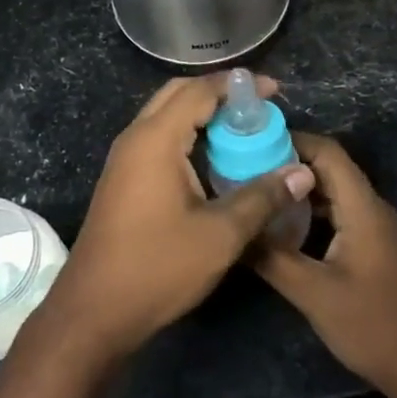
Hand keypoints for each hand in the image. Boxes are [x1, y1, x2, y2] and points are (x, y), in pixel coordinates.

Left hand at [37, 74, 314, 366]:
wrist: (94, 311)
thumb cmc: (158, 268)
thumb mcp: (219, 235)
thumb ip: (262, 198)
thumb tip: (302, 172)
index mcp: (155, 139)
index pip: (199, 91)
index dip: (237, 86)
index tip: (273, 91)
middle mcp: (135, 138)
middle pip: (178, 94)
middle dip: (218, 94)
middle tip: (257, 110)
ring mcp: (124, 159)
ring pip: (166, 116)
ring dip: (202, 115)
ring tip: (242, 131)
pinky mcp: (123, 179)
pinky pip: (158, 138)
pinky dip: (187, 135)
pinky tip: (213, 160)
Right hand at [252, 133, 396, 394]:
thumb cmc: (371, 325)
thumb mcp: (312, 292)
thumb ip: (271, 257)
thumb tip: (232, 229)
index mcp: (362, 207)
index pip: (327, 152)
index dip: (291, 140)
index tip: (251, 143)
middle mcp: (371, 207)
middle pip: (328, 168)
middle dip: (287, 163)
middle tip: (244, 168)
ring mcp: (373, 227)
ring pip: (332, 191)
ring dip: (297, 189)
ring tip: (257, 193)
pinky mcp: (371, 245)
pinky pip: (338, 212)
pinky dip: (309, 211)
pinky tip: (281, 227)